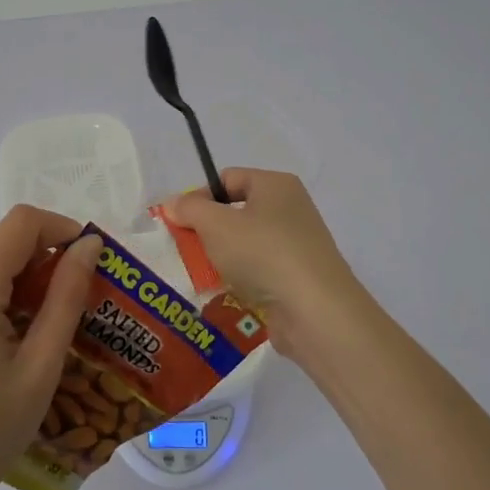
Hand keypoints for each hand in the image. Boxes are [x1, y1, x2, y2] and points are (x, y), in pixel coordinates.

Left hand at [0, 206, 101, 489]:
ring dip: (21, 283)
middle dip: (44, 262)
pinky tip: (8, 343)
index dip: (60, 229)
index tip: (89, 260)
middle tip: (75, 305)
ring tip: (43, 331)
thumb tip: (89, 246)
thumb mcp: (41, 367)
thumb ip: (66, 298)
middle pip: (2, 246)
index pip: (20, 224)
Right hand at [163, 169, 364, 359]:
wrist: (315, 311)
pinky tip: (227, 294)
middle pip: (237, 212)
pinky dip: (242, 279)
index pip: (228, 179)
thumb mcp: (216, 225)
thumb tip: (174, 203)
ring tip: (203, 276)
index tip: (181, 223)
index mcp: (276, 185)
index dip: (200, 197)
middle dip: (209, 231)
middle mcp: (291, 209)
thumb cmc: (263, 253)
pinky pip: (260, 271)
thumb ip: (190, 209)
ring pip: (246, 244)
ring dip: (223, 258)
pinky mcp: (298, 277)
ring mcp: (298, 245)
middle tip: (188, 251)